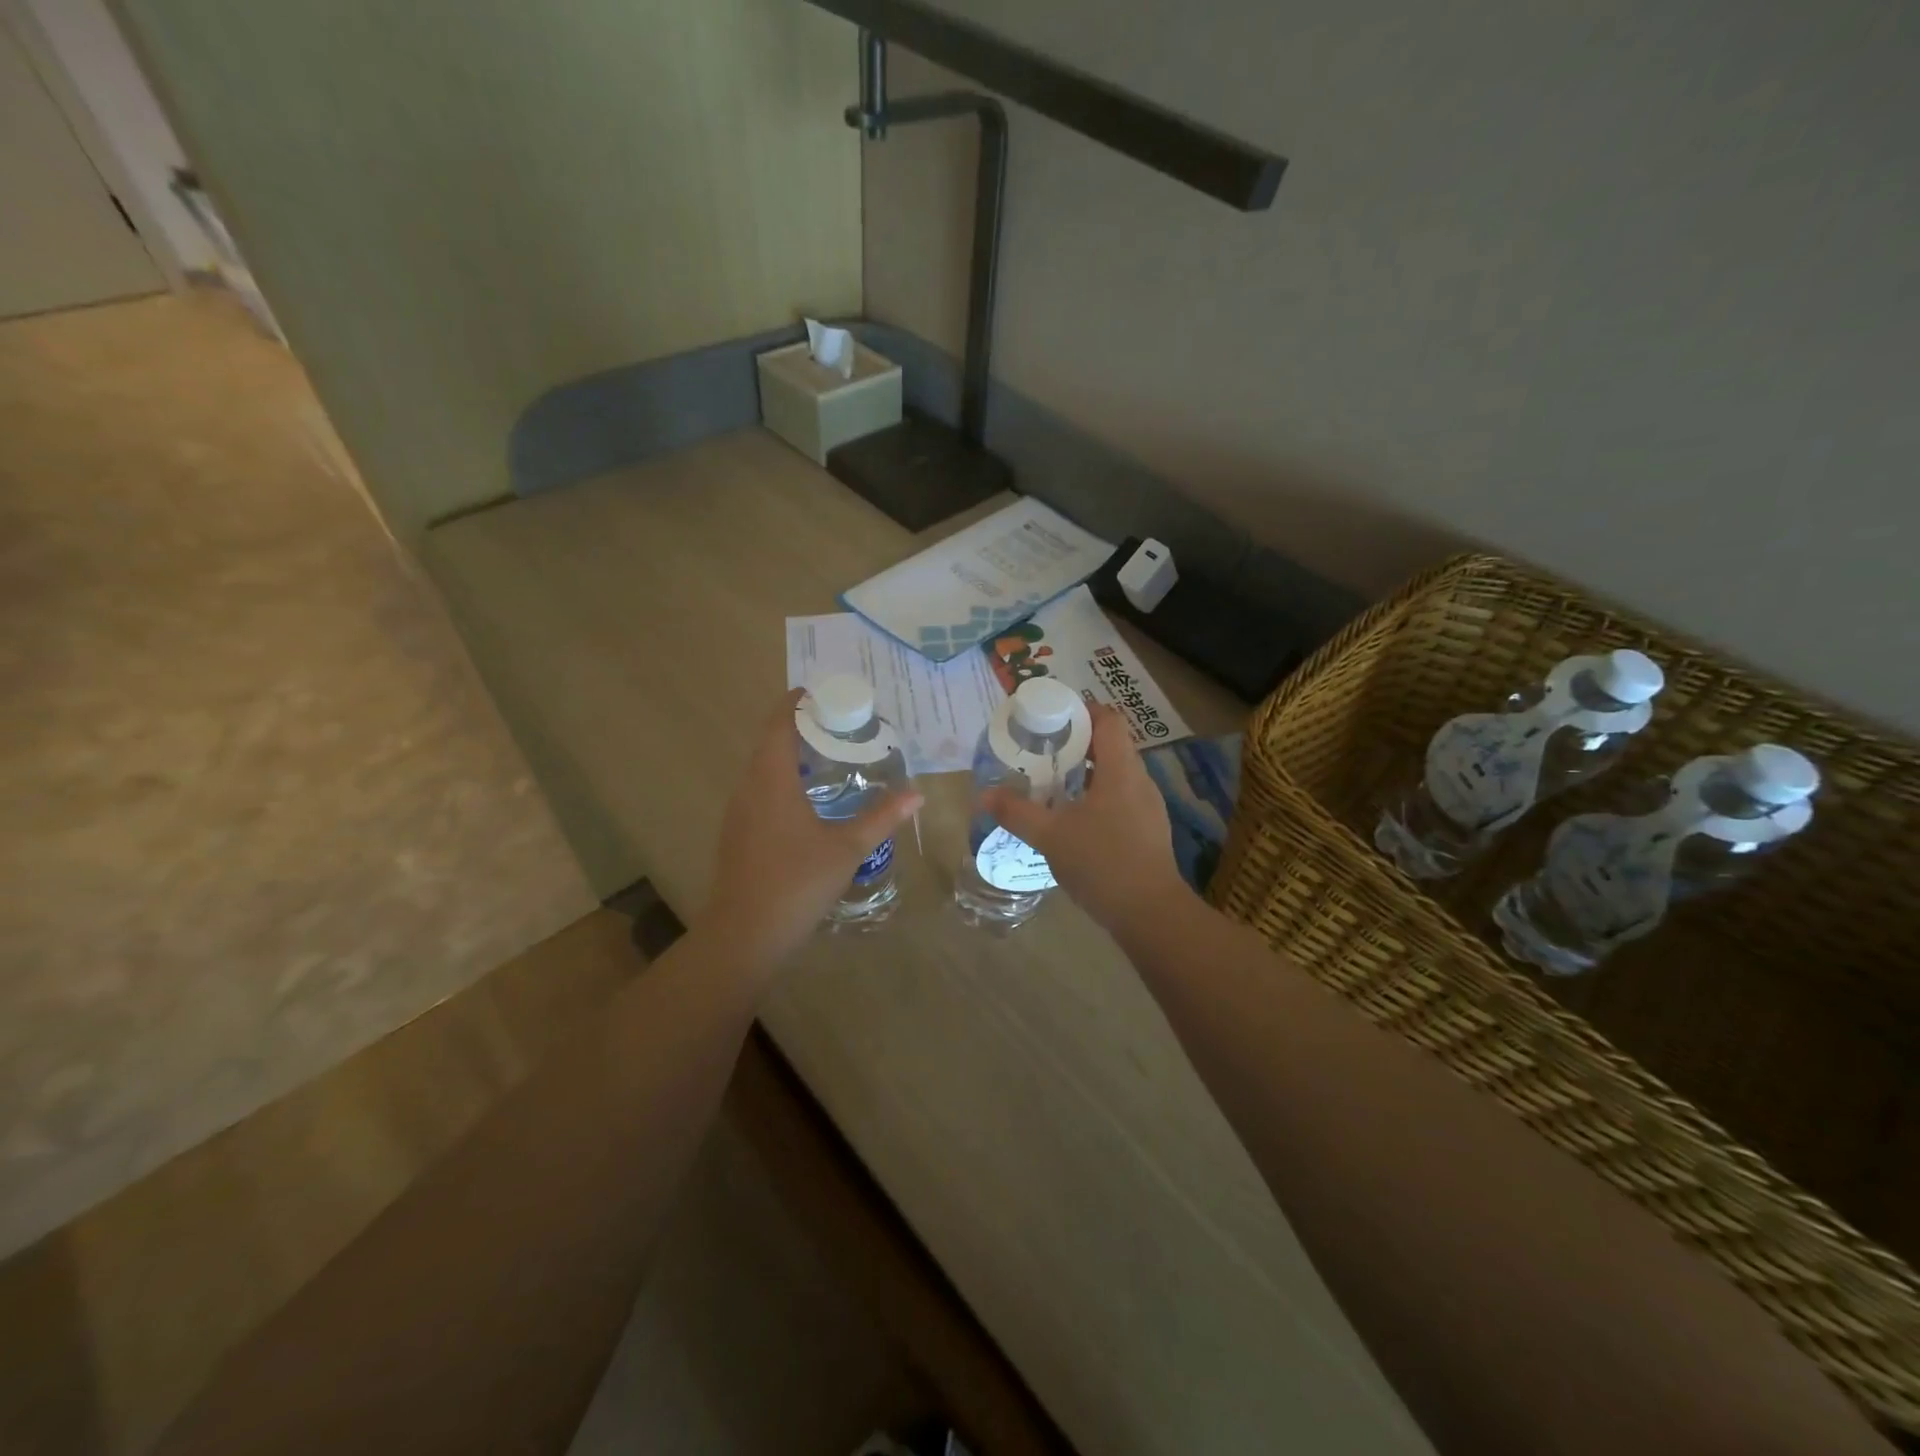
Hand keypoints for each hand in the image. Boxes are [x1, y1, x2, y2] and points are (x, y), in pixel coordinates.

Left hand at [698, 690, 922, 971]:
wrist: (744, 935)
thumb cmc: (796, 884)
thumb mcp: (847, 849)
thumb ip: (882, 818)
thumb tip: (916, 794)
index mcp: (771, 782)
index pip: (777, 726)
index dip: (794, 704)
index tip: (819, 693)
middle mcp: (748, 789)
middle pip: (768, 743)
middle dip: (798, 727)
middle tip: (837, 725)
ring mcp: (738, 813)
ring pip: (761, 769)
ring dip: (789, 755)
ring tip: (827, 757)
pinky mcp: (737, 834)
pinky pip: (759, 791)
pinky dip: (781, 780)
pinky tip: (808, 801)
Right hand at [983, 702, 1193, 937]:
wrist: (1150, 913)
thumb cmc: (1101, 862)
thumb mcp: (1050, 835)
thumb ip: (1016, 812)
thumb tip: (984, 795)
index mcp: (1121, 770)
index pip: (1109, 720)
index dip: (1082, 711)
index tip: (1052, 717)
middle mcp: (1140, 781)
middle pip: (1112, 746)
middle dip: (1077, 743)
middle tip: (1043, 752)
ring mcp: (1149, 808)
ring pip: (1117, 775)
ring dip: (1087, 773)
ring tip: (1055, 785)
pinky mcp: (1149, 832)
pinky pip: (1122, 799)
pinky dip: (1098, 798)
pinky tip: (1076, 821)